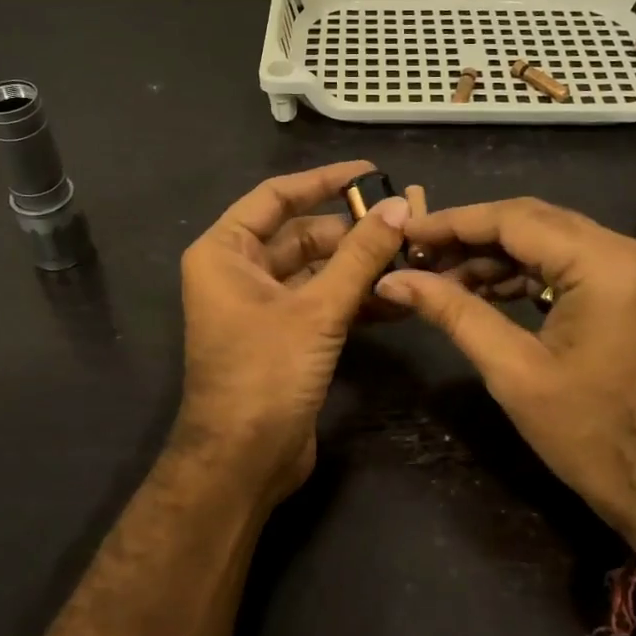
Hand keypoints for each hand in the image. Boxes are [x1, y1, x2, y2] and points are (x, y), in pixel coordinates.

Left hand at [173, 160, 408, 502]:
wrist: (243, 462)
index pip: (276, 197)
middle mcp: (237, 272)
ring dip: (358, 267)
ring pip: (315, 271)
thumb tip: (399, 206)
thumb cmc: (266, 373)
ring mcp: (260, 307)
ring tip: (410, 258)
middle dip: (351, 231)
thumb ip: (360, 256)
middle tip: (405, 223)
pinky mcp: (283, 336)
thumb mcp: (317, 309)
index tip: (371, 173)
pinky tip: (396, 298)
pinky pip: (320, 302)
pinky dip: (353, 298)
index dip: (323, 181)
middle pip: (300, 235)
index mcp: (225, 252)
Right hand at [374, 198, 635, 544]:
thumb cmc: (589, 435)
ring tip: (443, 278)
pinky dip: (524, 272)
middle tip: (419, 256)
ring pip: (549, 239)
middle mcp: (626, 251)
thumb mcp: (513, 371)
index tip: (407, 232)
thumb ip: (454, 313)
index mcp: (604, 265)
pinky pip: (568, 262)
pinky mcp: (631, 288)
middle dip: (471, 236)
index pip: (515, 219)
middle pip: (533, 220)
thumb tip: (394, 280)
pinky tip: (484, 289)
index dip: (454, 223)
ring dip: (495, 255)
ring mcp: (634, 268)